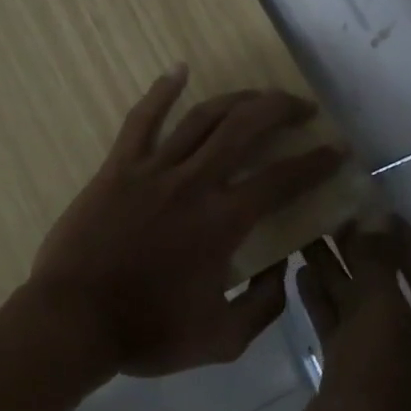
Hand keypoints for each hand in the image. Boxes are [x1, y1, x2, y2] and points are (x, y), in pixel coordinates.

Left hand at [29, 66, 344, 376]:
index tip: (336, 150)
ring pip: (202, 117)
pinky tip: (179, 70)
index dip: (316, 161)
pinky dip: (161, 91)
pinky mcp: (118, 168)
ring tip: (260, 95)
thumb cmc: (146, 332)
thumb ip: (264, 306)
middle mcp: (194, 183)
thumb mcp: (222, 340)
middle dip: (282, 109)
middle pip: (246, 128)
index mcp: (223, 222)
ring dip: (237, 99)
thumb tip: (284, 270)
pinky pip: (142, 120)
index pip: (282, 179)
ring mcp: (152, 170)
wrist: (73, 320)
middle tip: (304, 109)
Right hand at [288, 220, 410, 410]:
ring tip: (310, 236)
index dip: (409, 246)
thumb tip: (376, 217)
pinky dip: (324, 304)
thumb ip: (378, 266)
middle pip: (395, 295)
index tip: (381, 211)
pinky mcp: (350, 382)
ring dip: (339, 276)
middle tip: (336, 217)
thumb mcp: (381, 320)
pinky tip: (300, 273)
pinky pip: (340, 332)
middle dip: (365, 257)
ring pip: (362, 312)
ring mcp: (385, 374)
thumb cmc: (376, 394)